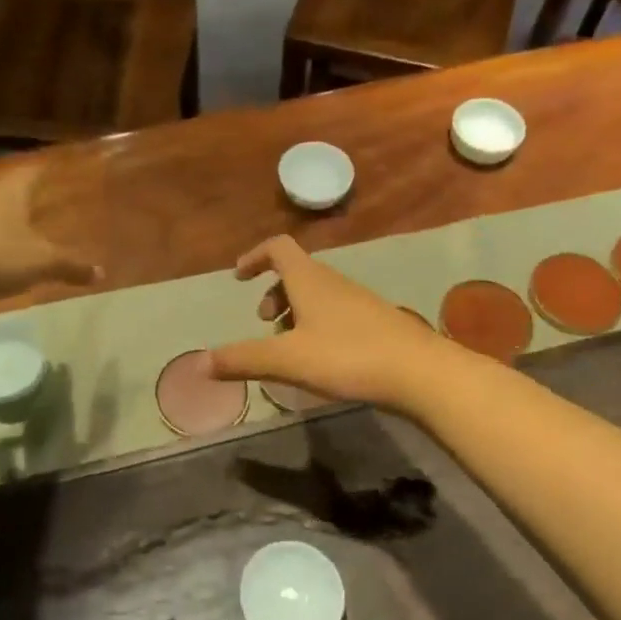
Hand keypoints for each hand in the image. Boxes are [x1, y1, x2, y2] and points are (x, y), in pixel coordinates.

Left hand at [0, 165, 101, 307]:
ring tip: (8, 222)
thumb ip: (71, 266)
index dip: (48, 172)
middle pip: (6, 182)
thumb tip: (101, 271)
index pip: (34, 170)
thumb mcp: (40, 265)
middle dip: (20, 191)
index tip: (57, 173)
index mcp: (11, 188)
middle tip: (35, 202)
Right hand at [206, 236, 449, 409]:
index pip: (278, 247)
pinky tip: (320, 360)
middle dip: (274, 292)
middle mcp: (334, 283)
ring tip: (288, 346)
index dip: (255, 256)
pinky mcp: (376, 324)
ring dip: (295, 312)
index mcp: (309, 280)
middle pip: (297, 272)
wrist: (420, 372)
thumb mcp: (287, 359)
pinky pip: (336, 314)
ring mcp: (359, 302)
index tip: (238, 276)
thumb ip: (243, 359)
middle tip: (264, 323)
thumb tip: (200, 363)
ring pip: (317, 295)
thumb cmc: (348, 356)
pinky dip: (317, 326)